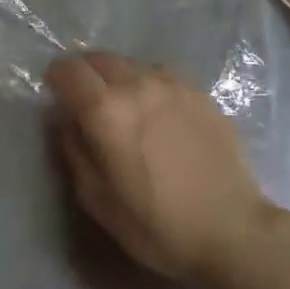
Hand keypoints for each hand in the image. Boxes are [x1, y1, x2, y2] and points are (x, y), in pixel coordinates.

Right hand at [46, 52, 279, 282]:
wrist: (233, 229)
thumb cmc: (159, 226)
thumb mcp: (99, 202)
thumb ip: (74, 151)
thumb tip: (66, 120)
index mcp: (107, 110)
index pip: (68, 70)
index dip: (55, 78)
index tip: (55, 94)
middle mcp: (136, 83)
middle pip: (97, 58)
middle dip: (85, 74)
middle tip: (86, 101)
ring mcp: (170, 82)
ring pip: (129, 63)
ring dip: (117, 77)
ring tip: (124, 108)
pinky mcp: (197, 89)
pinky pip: (159, 74)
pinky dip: (146, 84)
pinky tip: (156, 113)